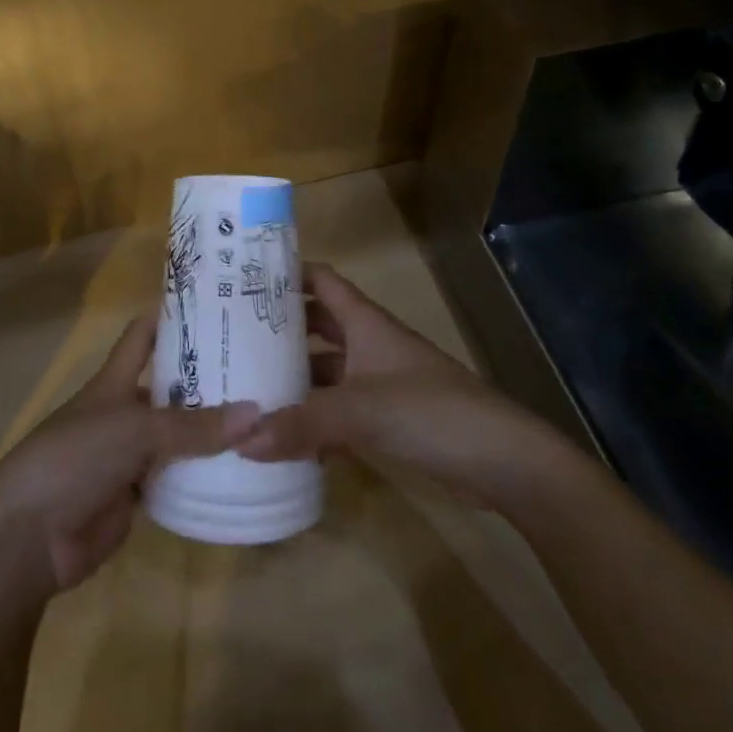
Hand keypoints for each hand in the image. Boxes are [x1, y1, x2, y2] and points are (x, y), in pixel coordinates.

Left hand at [0, 315, 259, 600]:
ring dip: (209, 432)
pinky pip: (175, 480)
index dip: (172, 317)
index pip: (143, 335)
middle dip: (207, 379)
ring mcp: (128, 455)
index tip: (216, 307)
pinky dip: (201, 476)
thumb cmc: (75, 457)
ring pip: (176, 436)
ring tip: (263, 420)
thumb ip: (193, 426)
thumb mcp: (136, 430)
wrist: (29, 535)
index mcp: (115, 380)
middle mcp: (124, 411)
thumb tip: (257, 414)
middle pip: (169, 387)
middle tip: (261, 371)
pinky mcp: (135, 497)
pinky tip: (240, 472)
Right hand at [238, 262, 571, 505]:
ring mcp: (378, 380)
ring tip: (247, 384)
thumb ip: (302, 423)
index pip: (320, 280)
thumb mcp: (360, 411)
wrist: (501, 459)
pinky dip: (314, 414)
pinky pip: (339, 406)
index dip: (287, 272)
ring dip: (294, 375)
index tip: (244, 277)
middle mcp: (368, 342)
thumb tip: (240, 439)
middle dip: (279, 328)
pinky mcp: (386, 416)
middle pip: (317, 324)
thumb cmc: (430, 411)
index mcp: (364, 321)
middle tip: (231, 335)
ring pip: (326, 368)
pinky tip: (285, 434)